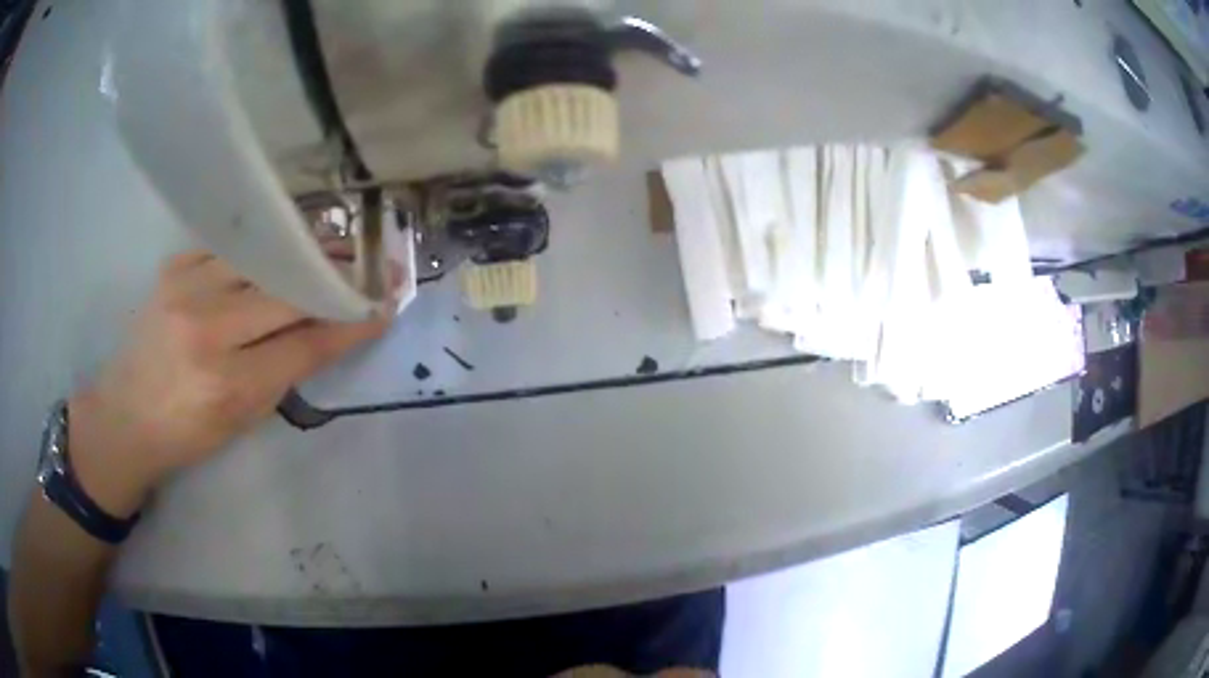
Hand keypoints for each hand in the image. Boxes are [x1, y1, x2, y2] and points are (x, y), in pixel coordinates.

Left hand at [68, 249, 394, 516]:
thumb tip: (325, 330)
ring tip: (333, 244)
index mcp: (227, 385)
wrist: (123, 415)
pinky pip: (229, 248)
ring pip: (261, 257)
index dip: (348, 325)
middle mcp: (206, 329)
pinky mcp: (174, 266)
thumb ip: (283, 373)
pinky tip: (277, 247)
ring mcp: (186, 289)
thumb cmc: (184, 434)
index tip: (382, 308)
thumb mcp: (240, 421)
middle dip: (334, 279)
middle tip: (368, 266)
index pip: (304, 345)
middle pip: (286, 292)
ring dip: (302, 250)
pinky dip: (259, 248)